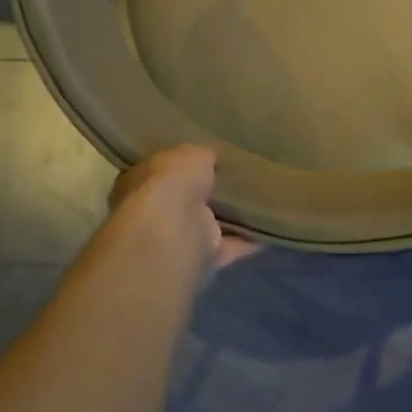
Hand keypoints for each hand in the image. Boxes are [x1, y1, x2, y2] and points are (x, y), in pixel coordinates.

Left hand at [109, 146, 256, 267]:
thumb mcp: (190, 153)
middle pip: (184, 200)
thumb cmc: (171, 183)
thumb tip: (211, 158)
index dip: (182, 165)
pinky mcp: (203, 258)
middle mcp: (155, 213)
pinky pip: (230, 246)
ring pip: (207, 225)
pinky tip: (269, 228)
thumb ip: (201, 156)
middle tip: (236, 177)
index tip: (208, 157)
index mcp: (141, 182)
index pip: (162, 171)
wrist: (174, 231)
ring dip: (228, 218)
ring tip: (259, 200)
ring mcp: (178, 239)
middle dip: (205, 193)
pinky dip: (249, 240)